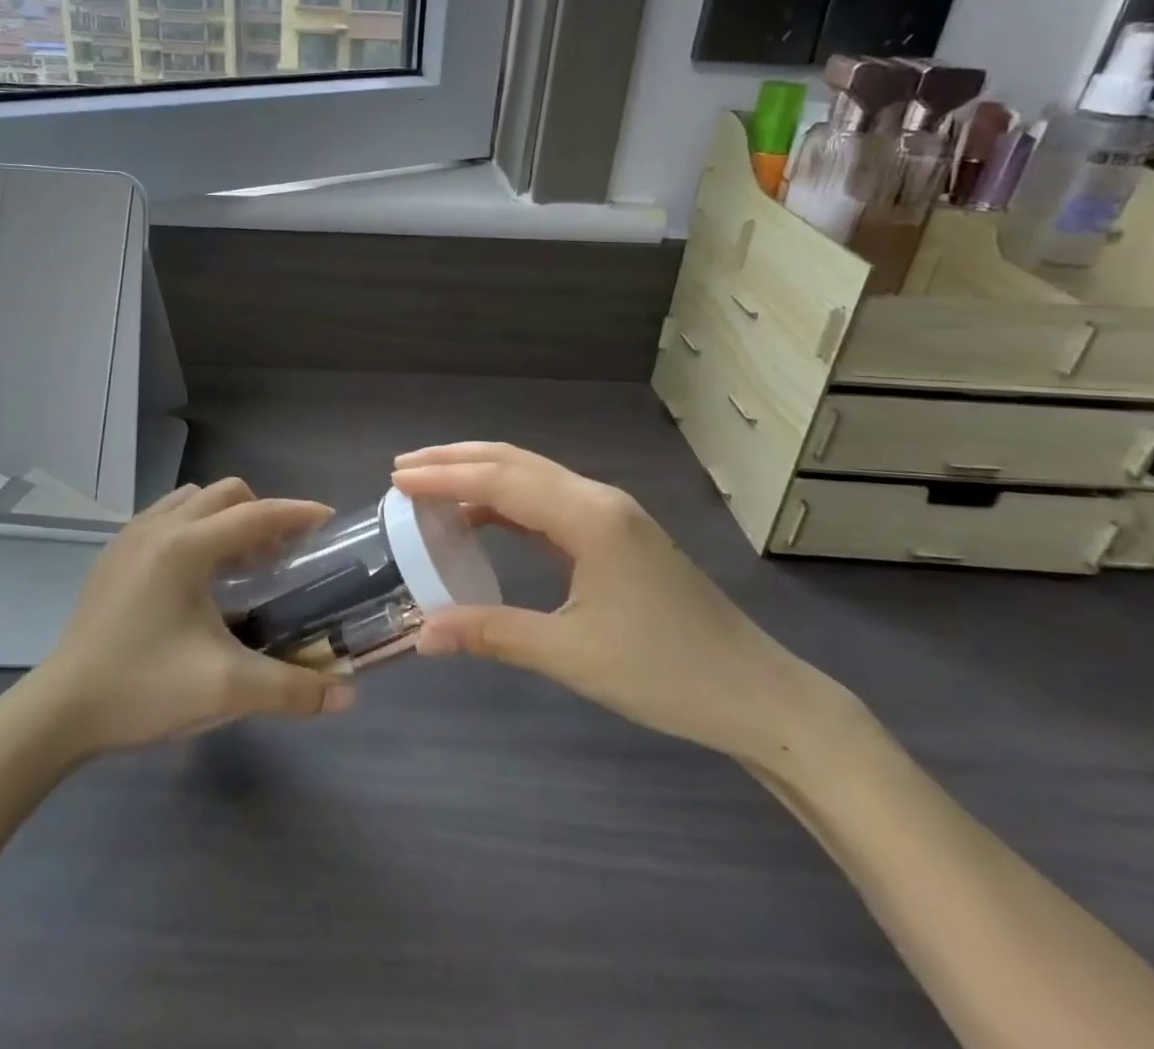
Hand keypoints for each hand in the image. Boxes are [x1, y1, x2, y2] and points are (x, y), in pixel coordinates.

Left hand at [29, 479, 354, 754]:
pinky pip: (167, 516)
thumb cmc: (143, 689)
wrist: (59, 711)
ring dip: (225, 516)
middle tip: (281, 554)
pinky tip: (196, 576)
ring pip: (192, 499)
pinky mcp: (113, 554)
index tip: (329, 521)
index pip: (256, 514)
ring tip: (239, 562)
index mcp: (186, 547)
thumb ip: (291, 690)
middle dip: (261, 512)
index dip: (297, 514)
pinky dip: (195, 526)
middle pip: (226, 493)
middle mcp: (159, 527)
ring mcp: (130, 536)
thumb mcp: (224, 690)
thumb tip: (347, 697)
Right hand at [392, 443, 833, 764]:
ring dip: (481, 475)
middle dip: (456, 460)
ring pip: (534, 477)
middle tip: (404, 468)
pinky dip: (507, 501)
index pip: (501, 479)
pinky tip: (482, 517)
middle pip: (515, 462)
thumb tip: (422, 637)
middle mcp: (598, 500)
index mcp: (589, 517)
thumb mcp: (570, 654)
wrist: (756, 694)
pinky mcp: (616, 535)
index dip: (445, 476)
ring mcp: (611, 514)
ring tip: (431, 485)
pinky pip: (549, 502)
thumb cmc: (664, 673)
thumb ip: (492, 634)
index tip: (397, 478)